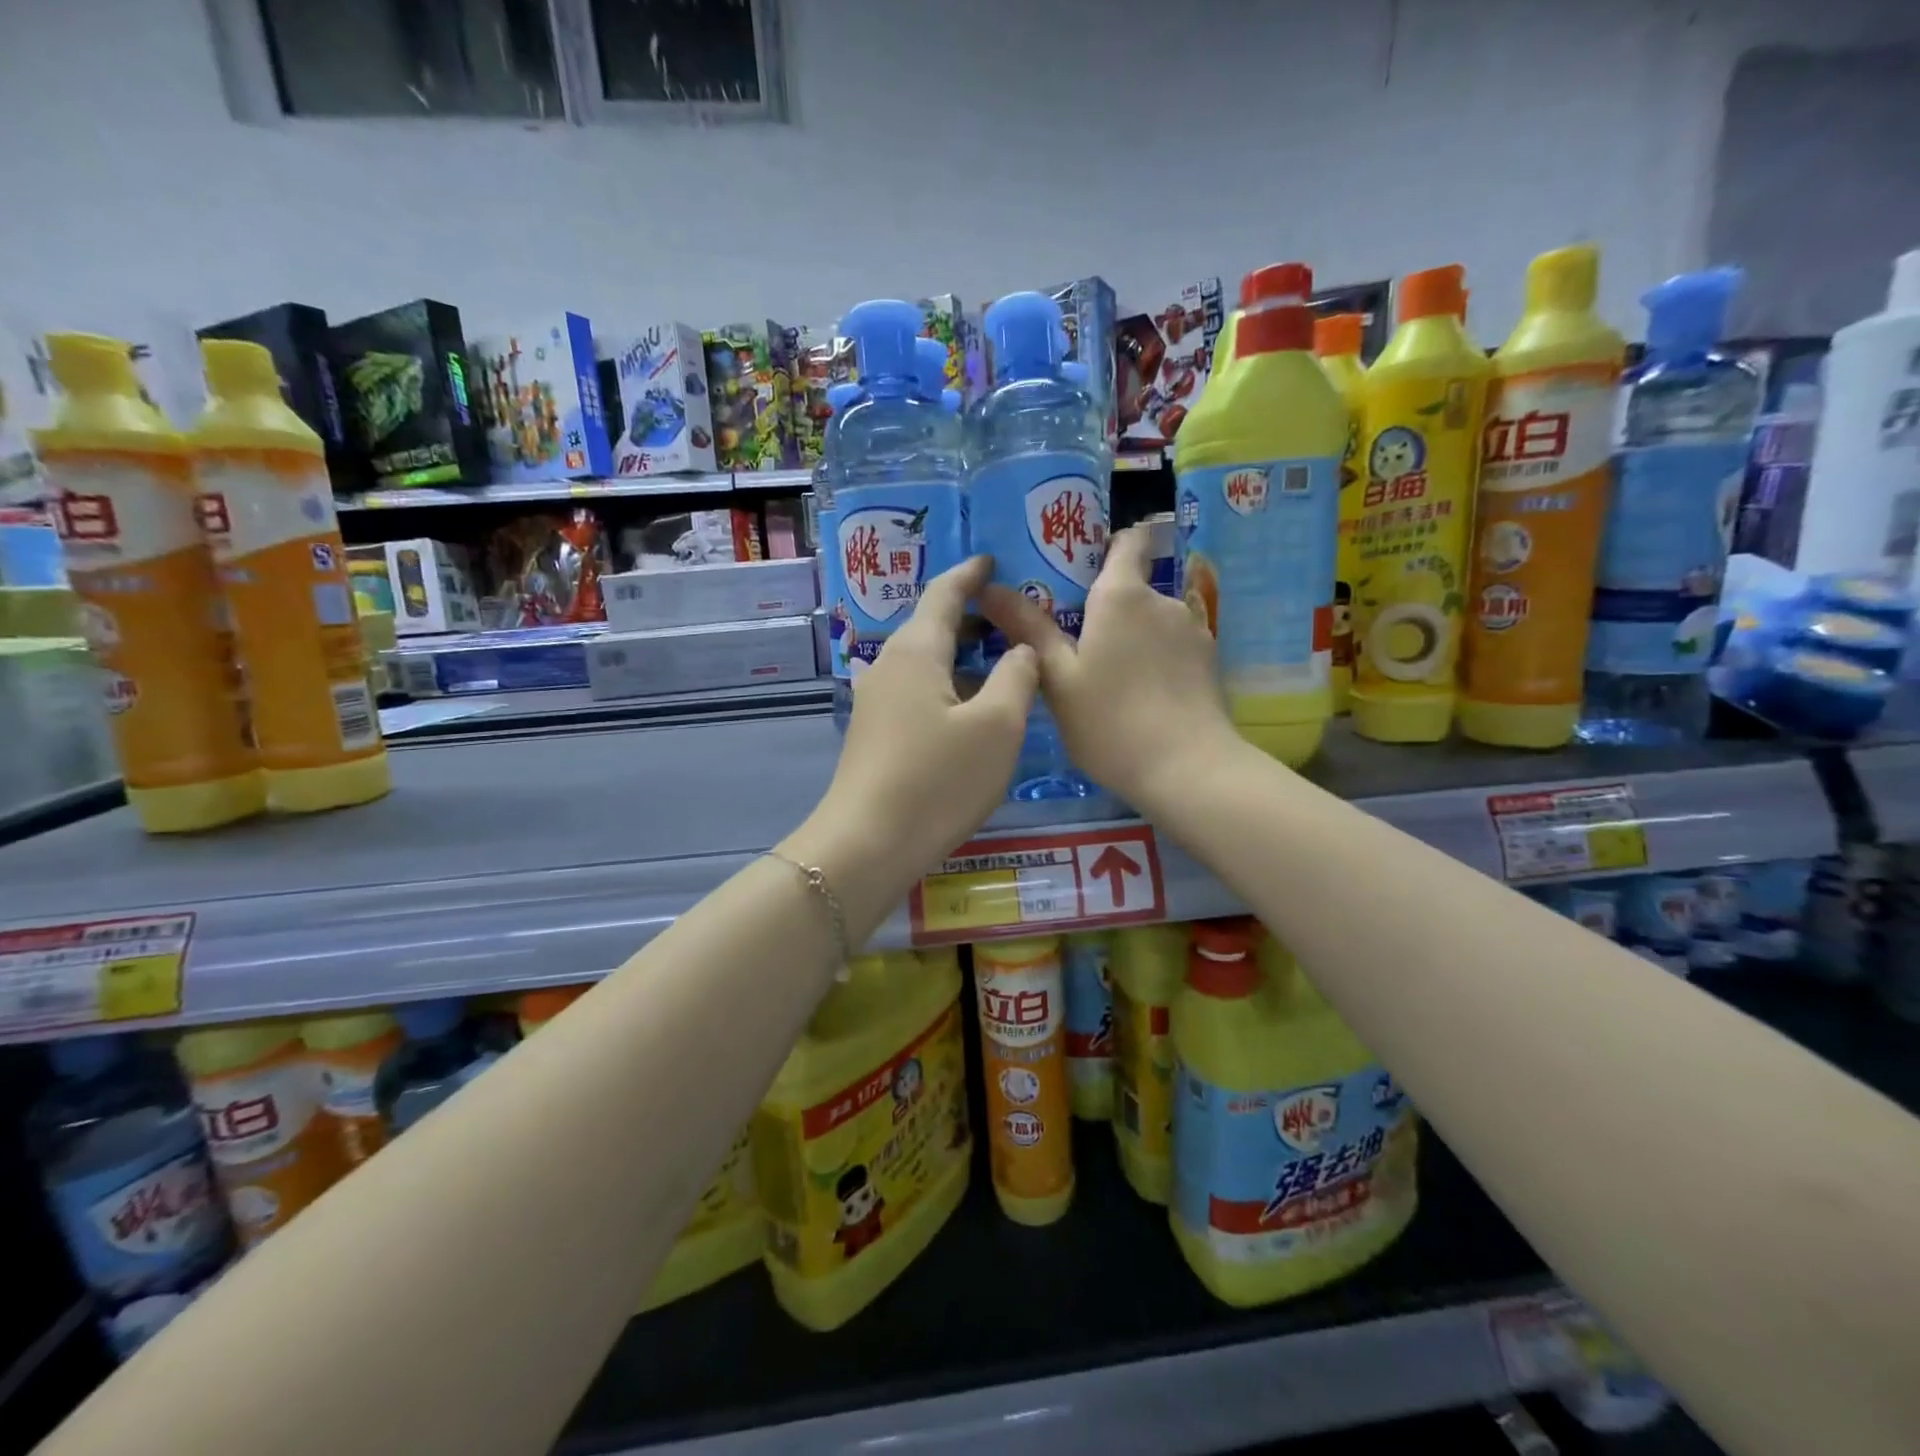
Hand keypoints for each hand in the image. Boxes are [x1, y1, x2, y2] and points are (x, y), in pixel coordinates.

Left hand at [782, 556, 1038, 935]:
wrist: (867, 845)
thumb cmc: (938, 780)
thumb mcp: (997, 727)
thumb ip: (1017, 677)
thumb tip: (1021, 650)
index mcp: (917, 650)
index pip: (944, 593)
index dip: (971, 574)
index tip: (992, 559)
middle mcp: (889, 665)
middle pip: (932, 625)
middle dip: (972, 615)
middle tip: (1013, 614)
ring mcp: (877, 701)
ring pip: (926, 661)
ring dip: (962, 654)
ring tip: (1002, 658)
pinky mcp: (876, 733)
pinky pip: (918, 690)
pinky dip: (949, 684)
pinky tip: (972, 706)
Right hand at [981, 525, 1241, 816]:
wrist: (1188, 770)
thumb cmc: (1111, 722)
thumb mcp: (1058, 679)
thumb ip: (1028, 629)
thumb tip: (990, 587)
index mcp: (1122, 596)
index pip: (1127, 542)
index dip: (1107, 545)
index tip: (1080, 568)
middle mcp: (1162, 601)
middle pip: (1133, 589)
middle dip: (1107, 609)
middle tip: (1077, 649)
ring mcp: (1193, 631)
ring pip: (1153, 622)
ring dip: (1133, 639)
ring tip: (1110, 682)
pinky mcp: (1210, 663)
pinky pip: (1173, 649)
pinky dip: (1156, 662)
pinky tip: (1143, 700)